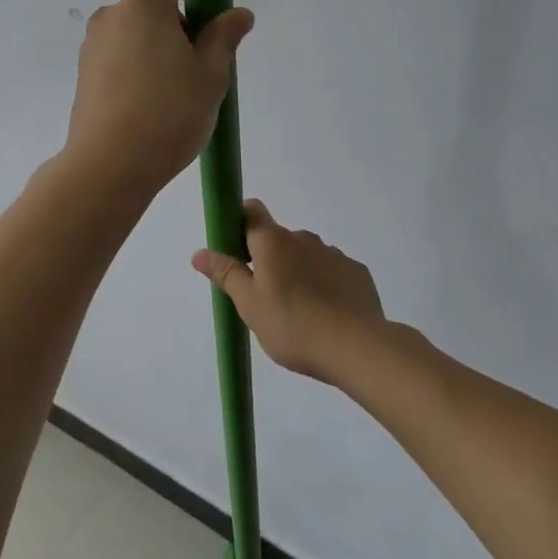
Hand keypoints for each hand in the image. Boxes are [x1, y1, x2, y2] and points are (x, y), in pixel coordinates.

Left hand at [63, 0, 253, 196]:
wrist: (108, 166)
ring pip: (134, 30)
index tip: (200, 2)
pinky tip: (150, 107)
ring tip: (174, 93)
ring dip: (156, 46)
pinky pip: (118, 55)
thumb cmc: (168, 114)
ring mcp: (93, 45)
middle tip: (198, 64)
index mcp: (144, 5)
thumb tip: (238, 14)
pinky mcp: (84, 74)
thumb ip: (224, 37)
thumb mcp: (211, 76)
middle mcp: (112, 15)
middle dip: (176, 20)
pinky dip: (137, 67)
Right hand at [192, 200, 387, 381]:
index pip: (252, 211)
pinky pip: (332, 272)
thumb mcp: (249, 305)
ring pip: (306, 256)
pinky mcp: (357, 272)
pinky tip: (326, 315)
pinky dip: (324, 285)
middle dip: (269, 260)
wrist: (357, 347)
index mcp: (273, 242)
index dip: (240, 223)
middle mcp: (303, 238)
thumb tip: (200, 252)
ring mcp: (333, 254)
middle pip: (278, 239)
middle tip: (265, 298)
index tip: (235, 250)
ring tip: (299, 313)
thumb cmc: (292, 325)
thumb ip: (226, 274)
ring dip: (298, 273)